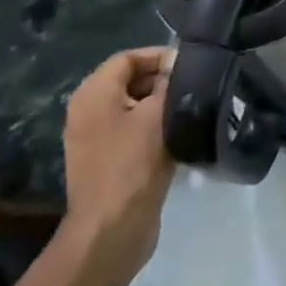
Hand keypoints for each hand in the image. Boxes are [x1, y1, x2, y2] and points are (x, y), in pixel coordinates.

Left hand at [60, 47, 178, 285]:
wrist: (112, 228)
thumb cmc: (133, 164)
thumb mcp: (156, 115)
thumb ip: (169, 84)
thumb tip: (179, 65)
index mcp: (93, 94)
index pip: (128, 58)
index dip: (160, 57)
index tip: (193, 67)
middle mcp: (88, 111)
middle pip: (130, 81)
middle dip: (163, 81)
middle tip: (197, 89)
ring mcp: (95, 138)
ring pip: (134, 108)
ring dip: (162, 107)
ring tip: (193, 111)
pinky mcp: (107, 161)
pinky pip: (133, 132)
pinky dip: (155, 129)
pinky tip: (180, 137)